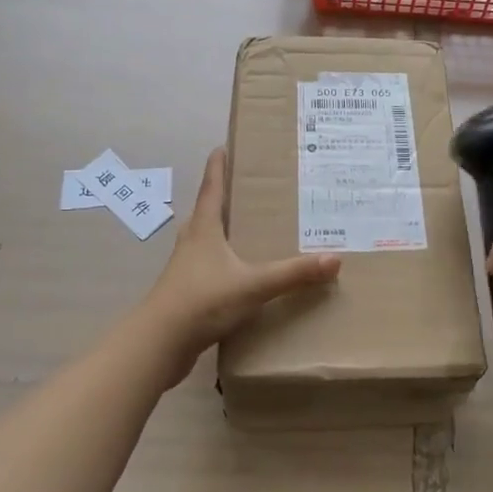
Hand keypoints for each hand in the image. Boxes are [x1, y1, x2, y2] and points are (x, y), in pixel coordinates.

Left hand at [135, 147, 340, 385]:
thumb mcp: (253, 285)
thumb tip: (334, 259)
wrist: (158, 345)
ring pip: (205, 240)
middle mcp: (192, 242)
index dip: (218, 166)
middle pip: (206, 211)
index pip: (211, 188)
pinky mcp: (185, 293)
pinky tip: (239, 273)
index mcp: (204, 229)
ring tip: (246, 228)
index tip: (222, 146)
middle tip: (246, 188)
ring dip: (222, 231)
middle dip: (223, 197)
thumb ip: (293, 274)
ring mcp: (185, 268)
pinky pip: (208, 268)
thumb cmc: (202, 301)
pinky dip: (223, 262)